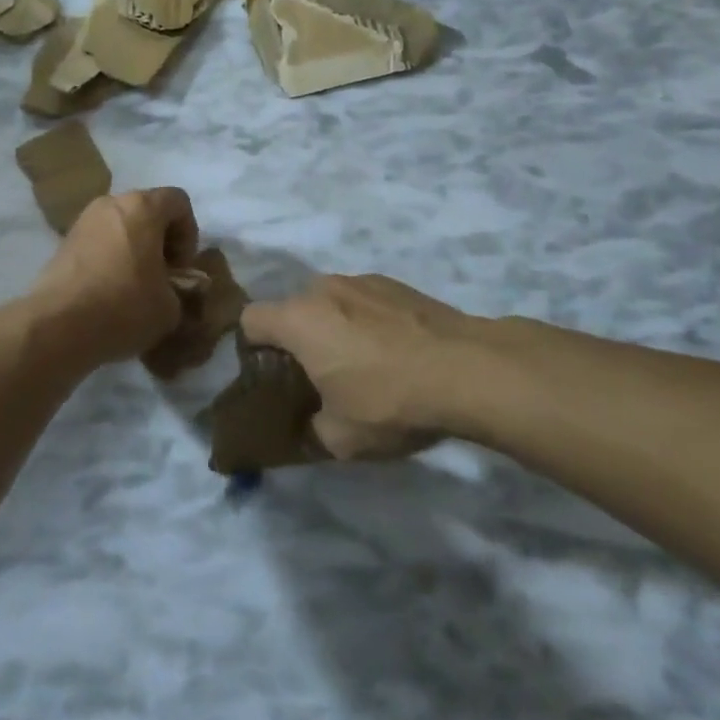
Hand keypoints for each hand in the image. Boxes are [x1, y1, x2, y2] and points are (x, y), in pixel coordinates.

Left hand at [32, 188, 199, 363]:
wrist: (57, 326)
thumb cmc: (124, 306)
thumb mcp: (170, 307)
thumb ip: (179, 289)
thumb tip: (169, 291)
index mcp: (142, 207)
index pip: (178, 201)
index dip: (189, 233)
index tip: (181, 267)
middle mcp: (110, 204)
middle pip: (146, 211)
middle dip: (160, 241)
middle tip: (162, 277)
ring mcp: (82, 221)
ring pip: (120, 227)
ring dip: (134, 250)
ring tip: (136, 287)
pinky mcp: (63, 243)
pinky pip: (98, 243)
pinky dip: (110, 259)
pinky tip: (109, 293)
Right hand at [240, 275, 488, 459]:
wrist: (469, 370)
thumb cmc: (390, 401)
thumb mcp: (341, 438)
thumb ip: (312, 428)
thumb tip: (313, 423)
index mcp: (298, 319)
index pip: (250, 319)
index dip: (254, 348)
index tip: (277, 376)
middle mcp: (323, 289)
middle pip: (293, 309)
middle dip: (299, 338)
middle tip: (322, 376)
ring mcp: (362, 281)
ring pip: (331, 303)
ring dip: (335, 327)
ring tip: (367, 364)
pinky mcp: (397, 284)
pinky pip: (365, 301)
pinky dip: (369, 321)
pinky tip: (398, 352)